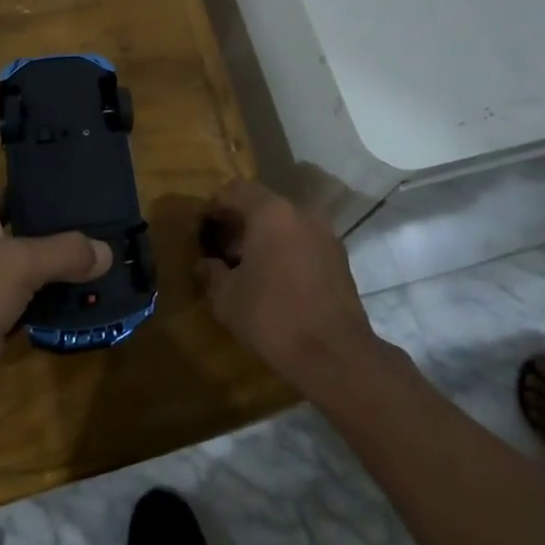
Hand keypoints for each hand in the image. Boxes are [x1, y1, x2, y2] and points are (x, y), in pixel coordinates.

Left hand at [0, 66, 109, 411]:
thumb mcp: (15, 265)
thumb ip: (62, 252)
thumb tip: (104, 250)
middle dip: (16, 141)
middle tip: (55, 122)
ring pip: (16, 214)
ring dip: (41, 199)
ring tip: (82, 183)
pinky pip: (28, 258)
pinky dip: (52, 252)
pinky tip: (81, 255)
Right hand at [196, 179, 378, 390]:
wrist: (335, 355)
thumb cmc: (273, 316)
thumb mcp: (227, 298)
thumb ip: (212, 274)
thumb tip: (205, 264)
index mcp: (271, 212)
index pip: (236, 190)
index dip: (216, 205)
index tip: (204, 227)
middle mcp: (302, 213)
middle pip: (263, 206)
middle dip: (240, 225)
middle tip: (222, 252)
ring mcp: (326, 235)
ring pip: (287, 225)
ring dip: (265, 239)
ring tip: (249, 269)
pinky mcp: (341, 259)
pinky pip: (304, 243)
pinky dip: (287, 252)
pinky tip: (276, 282)